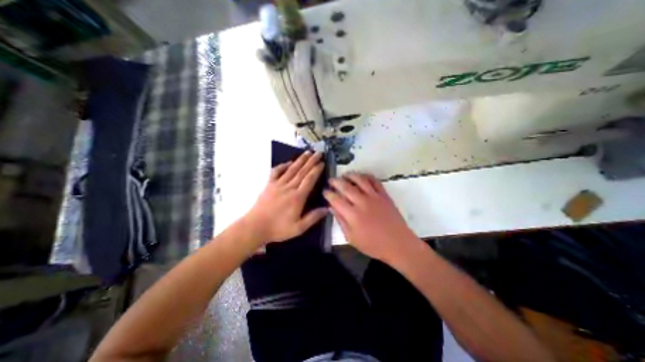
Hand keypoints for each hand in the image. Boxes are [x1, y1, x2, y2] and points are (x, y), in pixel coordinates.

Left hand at [246, 150, 329, 243]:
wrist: (255, 227)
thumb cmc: (278, 228)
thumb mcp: (299, 228)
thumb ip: (313, 217)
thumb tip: (327, 208)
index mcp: (297, 197)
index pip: (309, 180)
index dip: (316, 170)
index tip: (322, 162)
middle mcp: (289, 187)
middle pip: (302, 171)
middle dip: (311, 161)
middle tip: (318, 152)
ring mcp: (278, 184)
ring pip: (291, 169)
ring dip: (300, 160)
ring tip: (307, 152)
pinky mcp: (269, 185)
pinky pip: (276, 172)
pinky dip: (282, 166)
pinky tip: (288, 162)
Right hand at [323, 173, 418, 261]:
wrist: (398, 243)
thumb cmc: (373, 245)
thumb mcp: (351, 238)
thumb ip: (340, 221)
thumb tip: (331, 208)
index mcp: (352, 215)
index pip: (336, 199)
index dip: (328, 194)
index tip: (325, 191)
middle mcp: (362, 202)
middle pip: (345, 187)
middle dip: (335, 182)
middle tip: (331, 180)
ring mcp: (374, 197)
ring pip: (359, 180)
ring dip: (350, 175)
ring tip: (344, 175)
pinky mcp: (384, 195)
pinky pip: (374, 181)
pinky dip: (367, 176)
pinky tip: (362, 176)